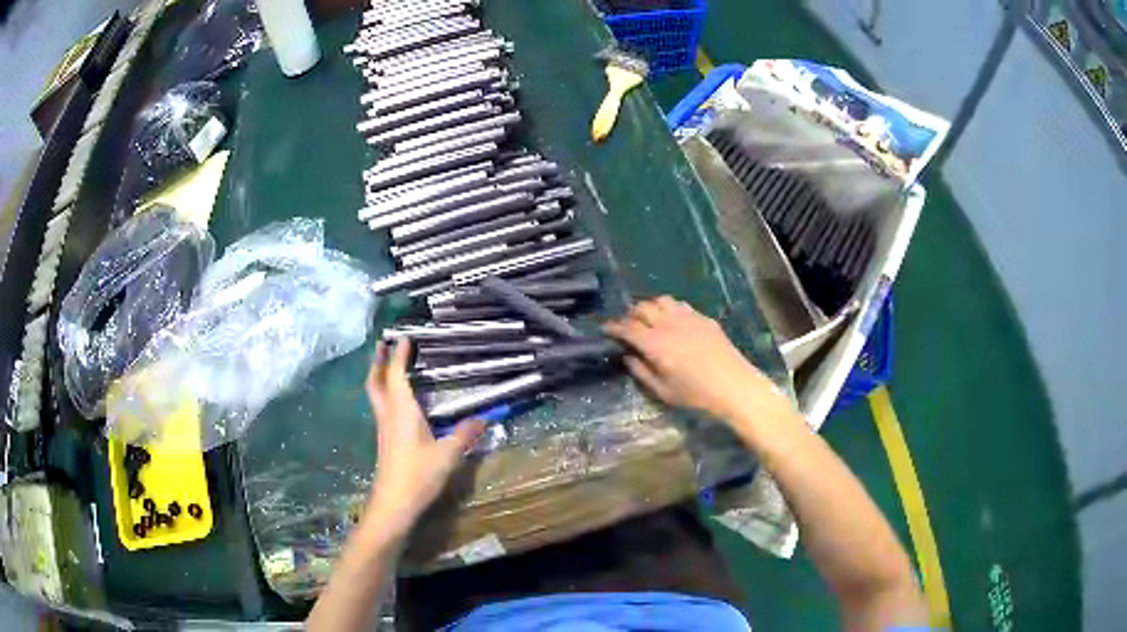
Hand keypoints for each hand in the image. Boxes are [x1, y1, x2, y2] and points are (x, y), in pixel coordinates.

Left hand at [365, 338, 483, 535]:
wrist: (394, 502)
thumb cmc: (419, 474)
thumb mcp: (448, 454)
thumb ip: (465, 434)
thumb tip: (484, 419)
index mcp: (401, 410)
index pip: (397, 376)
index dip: (399, 356)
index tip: (404, 337)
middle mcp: (388, 415)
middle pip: (376, 382)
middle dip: (379, 362)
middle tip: (383, 345)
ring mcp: (384, 428)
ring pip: (376, 395)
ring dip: (379, 376)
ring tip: (387, 366)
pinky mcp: (385, 441)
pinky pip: (382, 407)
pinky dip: (385, 394)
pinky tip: (396, 401)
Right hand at [604, 296, 782, 421]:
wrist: (735, 387)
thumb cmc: (696, 395)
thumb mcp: (663, 391)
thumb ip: (642, 372)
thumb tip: (628, 356)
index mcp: (655, 344)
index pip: (627, 327)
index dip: (613, 327)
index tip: (606, 329)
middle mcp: (669, 324)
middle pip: (642, 308)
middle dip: (631, 315)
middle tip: (628, 327)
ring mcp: (688, 317)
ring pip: (661, 301)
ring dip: (651, 308)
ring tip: (651, 321)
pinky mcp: (704, 318)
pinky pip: (681, 305)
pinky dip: (670, 310)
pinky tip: (674, 323)